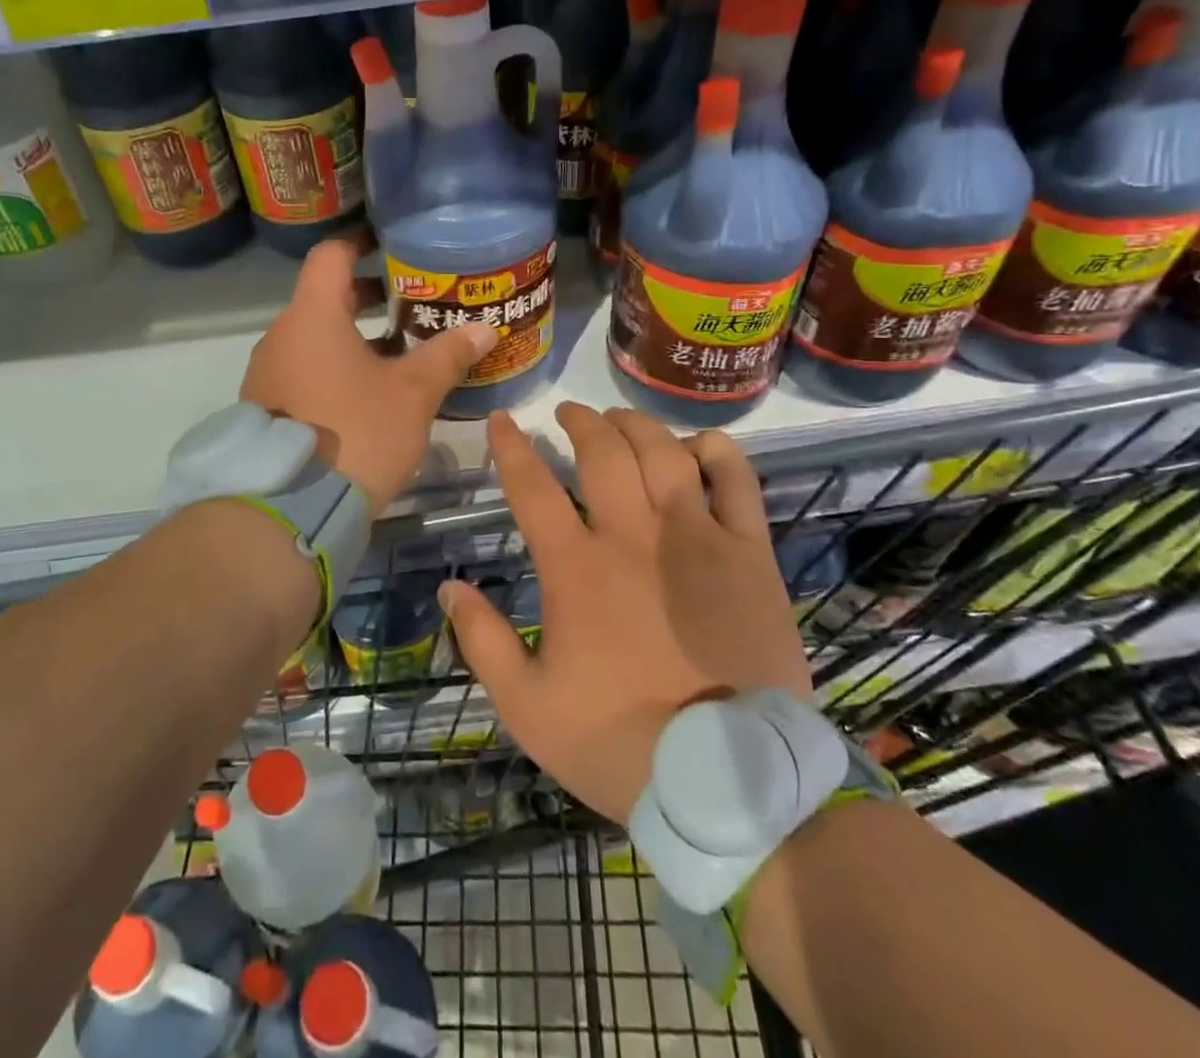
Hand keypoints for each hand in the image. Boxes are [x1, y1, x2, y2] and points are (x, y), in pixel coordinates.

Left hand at [241, 238, 495, 512]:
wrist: (290, 509)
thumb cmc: (356, 433)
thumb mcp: (412, 394)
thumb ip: (446, 355)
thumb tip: (486, 328)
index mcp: (312, 316)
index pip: (331, 255)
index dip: (361, 243)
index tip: (390, 245)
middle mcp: (282, 336)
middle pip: (324, 298)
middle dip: (368, 297)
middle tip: (411, 303)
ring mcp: (268, 373)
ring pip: (315, 338)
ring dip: (354, 337)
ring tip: (399, 352)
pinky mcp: (266, 407)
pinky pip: (304, 370)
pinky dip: (334, 367)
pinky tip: (368, 393)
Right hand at [439, 403, 810, 822]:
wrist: (728, 784)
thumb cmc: (620, 743)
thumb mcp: (528, 707)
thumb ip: (483, 642)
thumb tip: (449, 588)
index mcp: (577, 568)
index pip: (532, 487)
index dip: (511, 447)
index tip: (502, 420)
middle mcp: (634, 536)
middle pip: (602, 452)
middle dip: (580, 422)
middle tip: (569, 414)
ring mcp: (697, 538)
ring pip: (664, 453)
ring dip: (637, 426)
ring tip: (622, 421)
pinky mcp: (750, 554)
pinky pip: (736, 482)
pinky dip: (716, 453)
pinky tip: (698, 447)